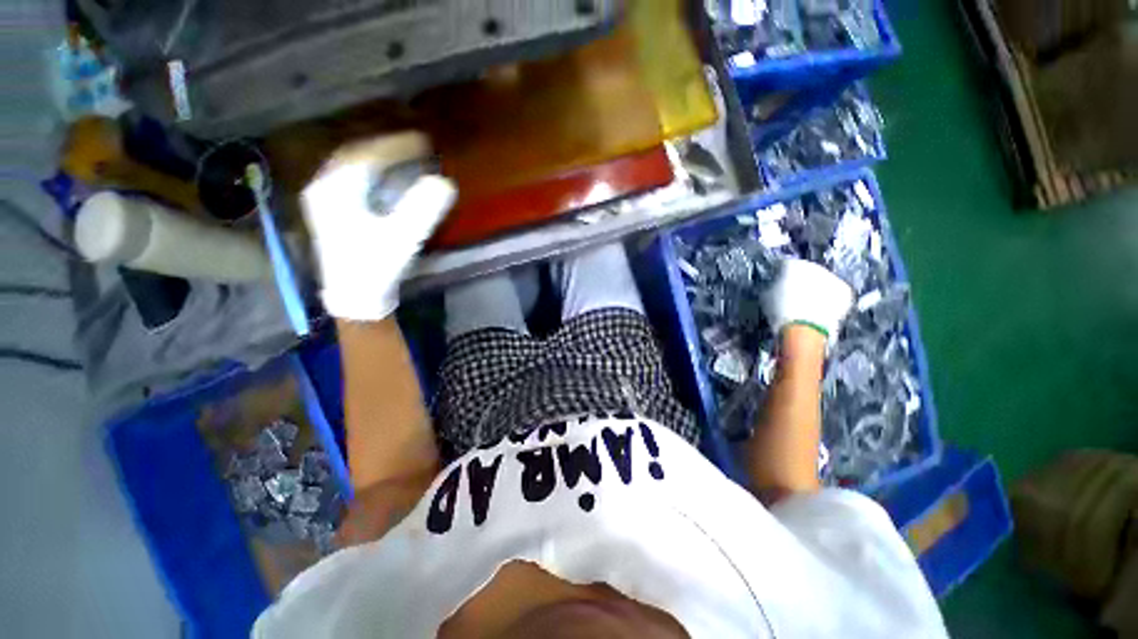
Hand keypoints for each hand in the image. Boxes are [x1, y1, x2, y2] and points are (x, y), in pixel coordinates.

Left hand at [301, 132, 456, 320]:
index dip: (396, 145)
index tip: (423, 141)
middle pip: (355, 156)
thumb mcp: (402, 239)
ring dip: (378, 159)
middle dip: (386, 148)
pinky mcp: (331, 214)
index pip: (366, 155)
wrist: (355, 299)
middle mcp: (324, 189)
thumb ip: (422, 209)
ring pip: (351, 167)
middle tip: (415, 147)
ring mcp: (324, 202)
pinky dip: (371, 174)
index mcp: (336, 191)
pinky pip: (350, 180)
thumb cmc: (376, 268)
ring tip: (403, 157)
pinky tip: (385, 178)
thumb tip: (443, 182)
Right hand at [761, 258, 853, 342]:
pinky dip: (829, 299)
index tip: (777, 283)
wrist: (804, 329)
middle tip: (793, 295)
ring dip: (816, 289)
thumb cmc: (780, 312)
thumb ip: (770, 287)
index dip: (780, 274)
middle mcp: (814, 266)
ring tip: (807, 305)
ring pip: (822, 281)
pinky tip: (820, 310)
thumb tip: (772, 287)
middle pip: (806, 271)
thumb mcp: (765, 297)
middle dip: (801, 281)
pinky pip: (835, 293)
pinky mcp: (845, 292)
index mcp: (792, 264)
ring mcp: (832, 278)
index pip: (784, 264)